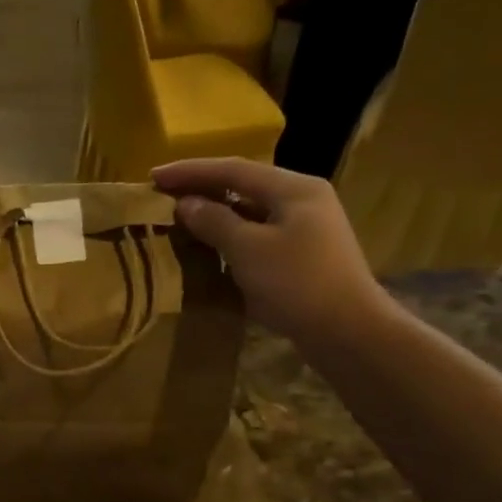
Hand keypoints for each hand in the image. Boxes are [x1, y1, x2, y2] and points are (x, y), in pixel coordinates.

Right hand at [152, 158, 391, 347]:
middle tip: (163, 194)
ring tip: (180, 218)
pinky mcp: (303, 256)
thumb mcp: (248, 250)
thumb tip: (185, 203)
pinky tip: (210, 247)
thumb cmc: (297, 284)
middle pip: (244, 185)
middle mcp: (303, 200)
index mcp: (293, 188)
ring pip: (251, 211)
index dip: (190, 171)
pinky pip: (258, 234)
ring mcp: (306, 228)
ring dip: (215, 213)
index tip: (154, 175)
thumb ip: (215, 221)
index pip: (233, 169)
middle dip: (202, 189)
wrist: (348, 332)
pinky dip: (231, 236)